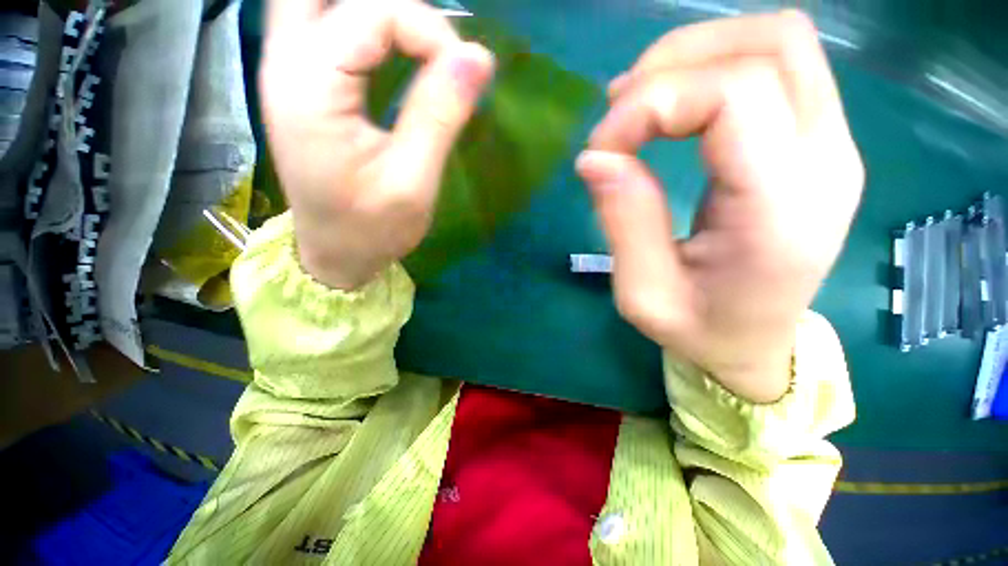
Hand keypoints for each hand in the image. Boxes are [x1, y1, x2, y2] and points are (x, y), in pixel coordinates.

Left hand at [260, 0, 493, 289]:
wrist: (335, 253)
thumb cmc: (372, 229)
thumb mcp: (413, 182)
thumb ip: (440, 115)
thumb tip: (478, 56)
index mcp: (311, 88)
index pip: (374, 11)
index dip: (429, 30)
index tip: (464, 73)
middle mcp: (285, 63)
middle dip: (389, 7)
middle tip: (430, 41)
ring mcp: (286, 69)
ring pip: (319, 0)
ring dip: (373, 11)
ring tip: (418, 41)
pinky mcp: (301, 82)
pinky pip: (321, 21)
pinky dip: (361, 21)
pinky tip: (390, 43)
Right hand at [577, 11, 863, 402]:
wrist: (755, 345)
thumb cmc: (698, 330)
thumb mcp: (642, 294)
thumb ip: (624, 220)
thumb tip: (595, 156)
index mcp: (782, 210)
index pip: (735, 95)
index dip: (652, 102)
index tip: (601, 146)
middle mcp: (827, 161)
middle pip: (769, 45)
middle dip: (675, 63)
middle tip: (619, 110)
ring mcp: (833, 144)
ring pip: (779, 41)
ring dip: (697, 56)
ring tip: (641, 102)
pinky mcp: (819, 141)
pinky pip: (778, 65)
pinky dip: (715, 67)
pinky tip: (674, 106)